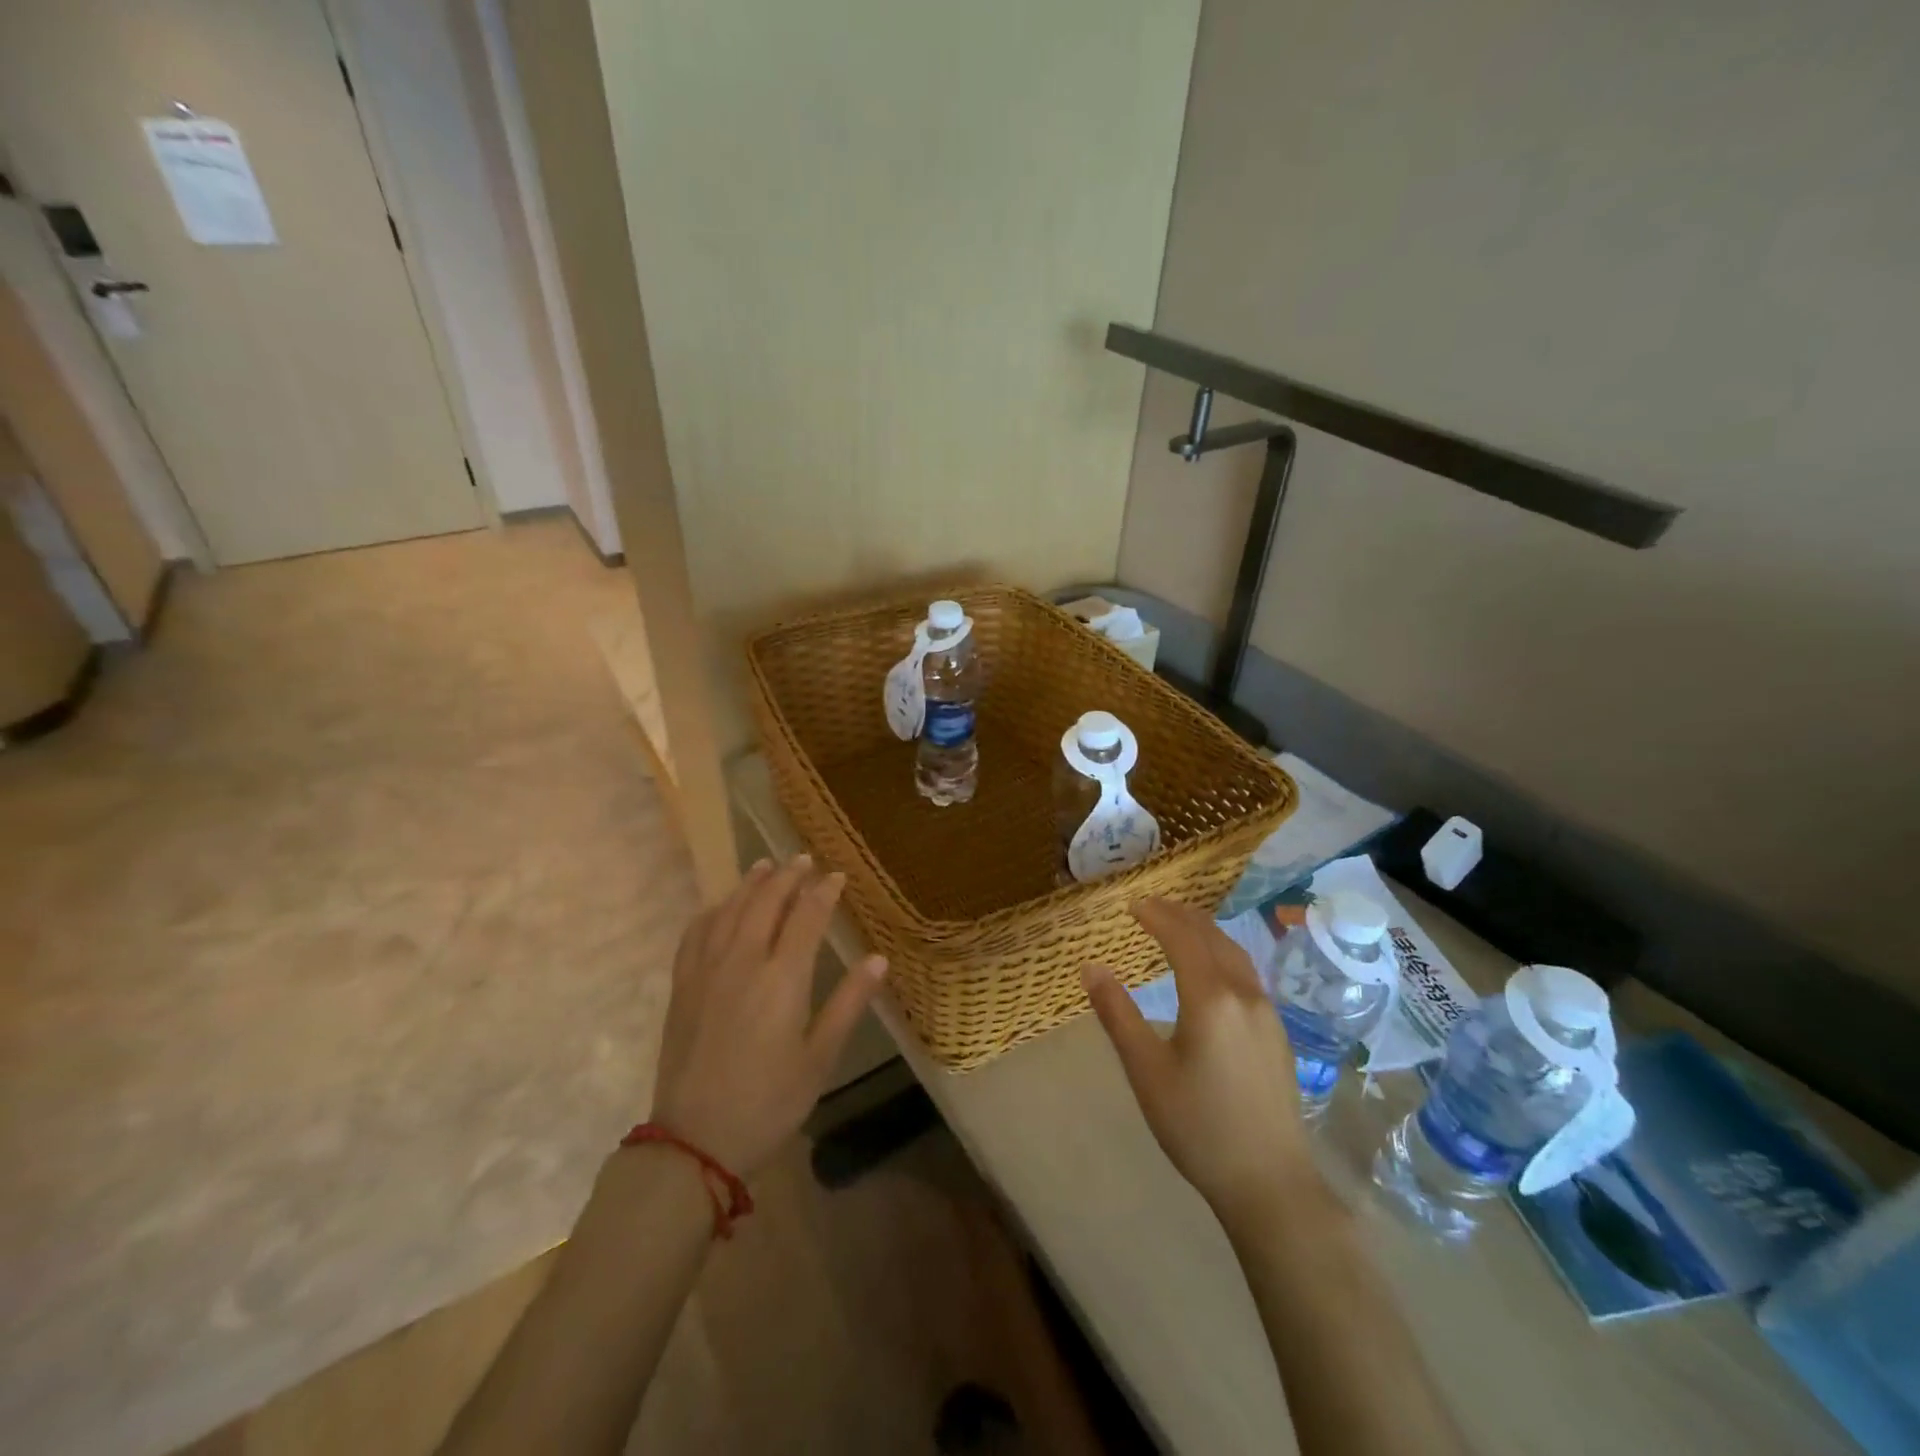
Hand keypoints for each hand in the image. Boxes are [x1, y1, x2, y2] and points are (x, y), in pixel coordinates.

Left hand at [650, 856, 887, 1178]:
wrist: (694, 1139)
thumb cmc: (768, 1101)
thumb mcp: (819, 1058)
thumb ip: (848, 1004)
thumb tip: (878, 959)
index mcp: (782, 978)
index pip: (806, 916)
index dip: (824, 891)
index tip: (837, 875)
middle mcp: (743, 961)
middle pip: (766, 902)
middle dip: (788, 877)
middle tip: (804, 860)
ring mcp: (706, 971)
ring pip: (730, 910)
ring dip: (750, 884)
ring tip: (765, 866)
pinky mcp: (682, 986)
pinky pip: (695, 933)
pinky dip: (712, 910)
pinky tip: (719, 907)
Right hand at [1082, 898, 1320, 1230]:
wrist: (1269, 1182)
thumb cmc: (1197, 1125)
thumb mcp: (1146, 1070)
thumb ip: (1117, 1014)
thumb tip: (1090, 967)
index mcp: (1210, 998)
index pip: (1181, 938)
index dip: (1156, 915)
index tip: (1132, 904)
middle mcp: (1243, 994)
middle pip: (1212, 937)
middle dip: (1180, 915)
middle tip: (1151, 906)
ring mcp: (1267, 1013)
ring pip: (1235, 953)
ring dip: (1204, 931)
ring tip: (1179, 925)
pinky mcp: (1277, 1032)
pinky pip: (1246, 973)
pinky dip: (1221, 952)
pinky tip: (1211, 968)